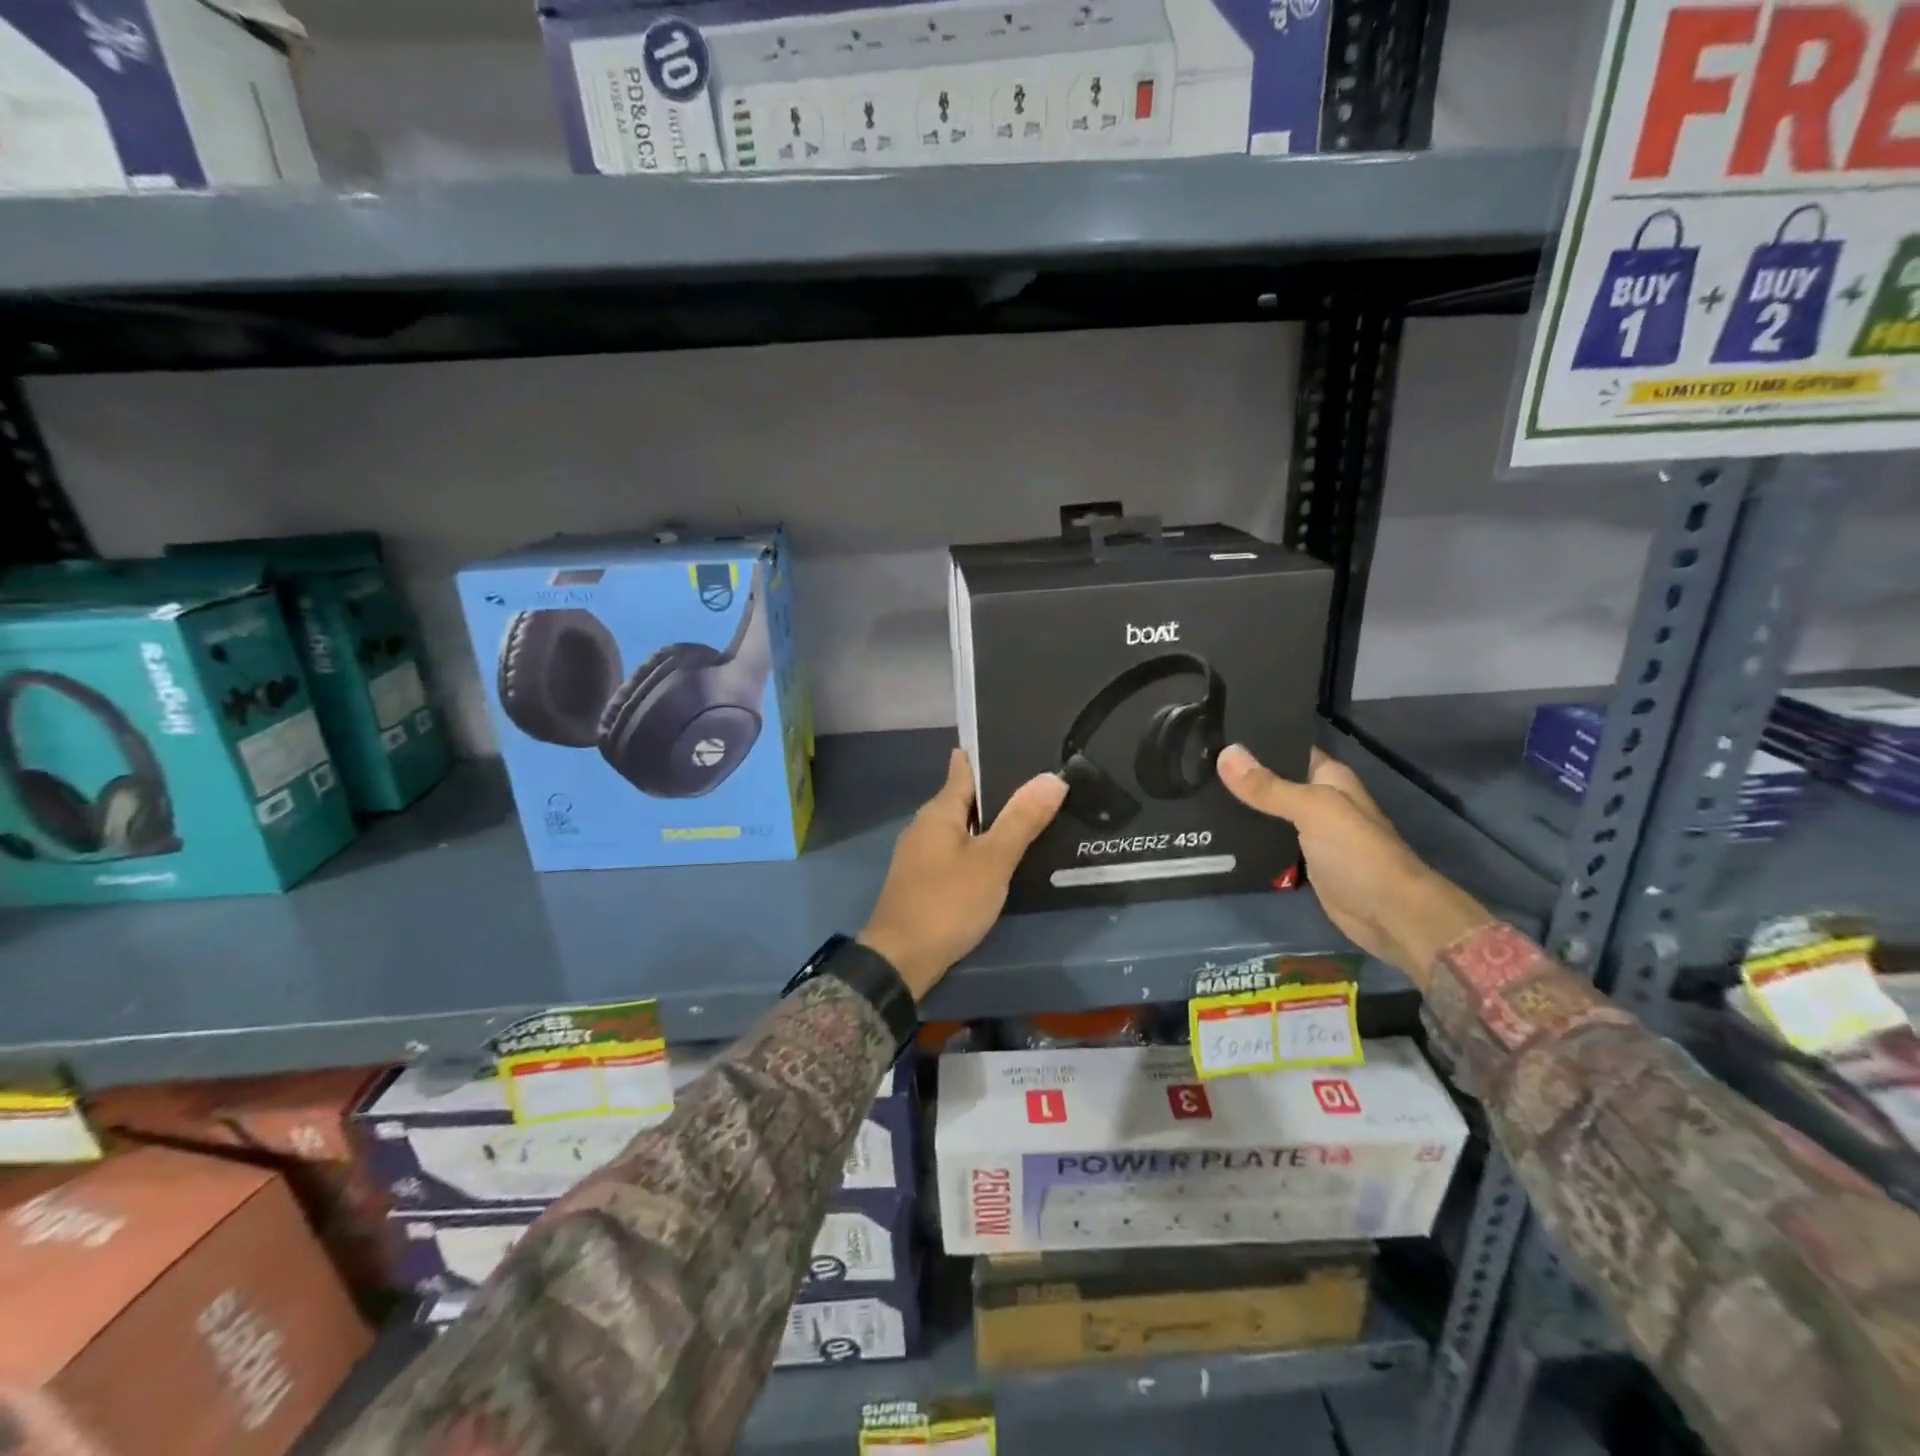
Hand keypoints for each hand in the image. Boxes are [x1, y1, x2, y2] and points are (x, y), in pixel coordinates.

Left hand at [860, 749, 1066, 1001]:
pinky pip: (958, 852)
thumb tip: (1051, 777)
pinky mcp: (924, 881)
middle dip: (998, 791)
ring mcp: (921, 855)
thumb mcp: (992, 860)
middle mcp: (925, 826)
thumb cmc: (947, 902)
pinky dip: (981, 849)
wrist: (900, 960)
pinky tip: (1004, 857)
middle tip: (1043, 783)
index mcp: (938, 811)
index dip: (990, 755)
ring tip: (1032, 817)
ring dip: (991, 823)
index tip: (1022, 744)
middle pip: (965, 797)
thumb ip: (1021, 819)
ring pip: (962, 827)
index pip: (964, 768)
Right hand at [1216, 743, 1490, 982]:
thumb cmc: (1356, 852)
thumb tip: (1225, 753)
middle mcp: (1317, 800)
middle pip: (1272, 781)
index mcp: (1328, 777)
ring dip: (1239, 807)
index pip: (1286, 747)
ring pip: (1267, 812)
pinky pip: (1267, 842)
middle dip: (1239, 776)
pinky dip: (1246, 838)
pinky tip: (1213, 832)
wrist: (1388, 914)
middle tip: (1193, 764)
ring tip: (1194, 792)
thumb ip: (1268, 786)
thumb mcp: (1312, 809)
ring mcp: (1309, 832)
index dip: (1253, 741)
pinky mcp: (1300, 861)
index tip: (1213, 733)